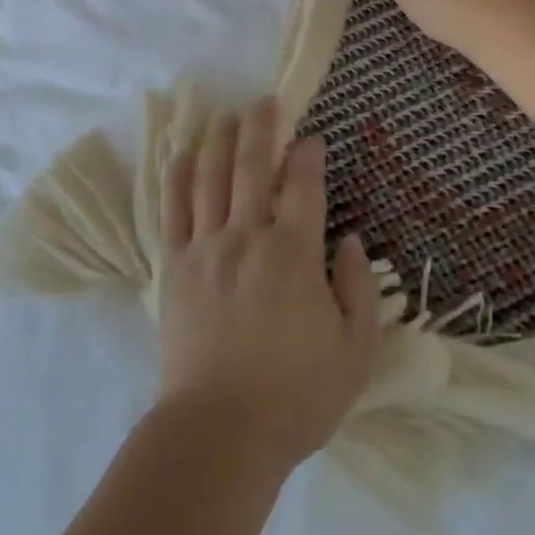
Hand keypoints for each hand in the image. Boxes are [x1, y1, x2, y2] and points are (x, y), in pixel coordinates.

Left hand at [157, 97, 380, 471]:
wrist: (219, 432)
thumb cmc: (295, 397)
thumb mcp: (354, 353)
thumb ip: (359, 291)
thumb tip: (350, 241)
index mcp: (293, 253)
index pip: (303, 186)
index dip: (309, 156)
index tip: (312, 139)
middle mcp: (247, 236)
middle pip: (252, 166)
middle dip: (261, 127)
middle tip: (265, 101)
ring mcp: (206, 247)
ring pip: (212, 177)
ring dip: (220, 140)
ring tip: (227, 116)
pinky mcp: (176, 265)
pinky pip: (174, 208)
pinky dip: (179, 175)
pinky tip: (183, 153)